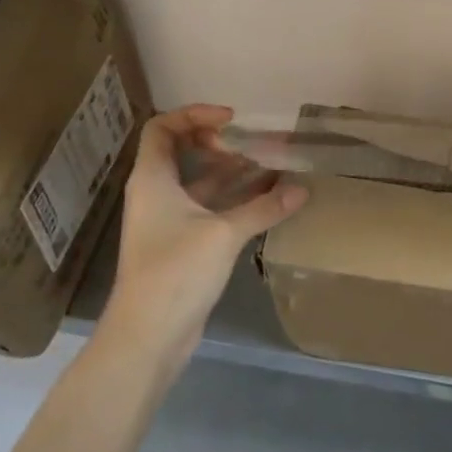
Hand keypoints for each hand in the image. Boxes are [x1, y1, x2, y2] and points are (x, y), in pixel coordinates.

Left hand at [101, 104, 307, 363]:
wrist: (148, 336)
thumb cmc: (176, 272)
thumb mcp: (224, 233)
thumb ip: (264, 208)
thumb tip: (303, 189)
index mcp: (153, 180)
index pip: (162, 128)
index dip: (194, 115)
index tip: (232, 120)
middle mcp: (157, 194)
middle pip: (184, 152)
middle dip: (222, 143)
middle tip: (257, 144)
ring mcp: (169, 221)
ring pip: (202, 182)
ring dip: (235, 172)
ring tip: (275, 165)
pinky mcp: (183, 244)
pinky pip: (211, 208)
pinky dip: (237, 200)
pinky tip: (271, 200)